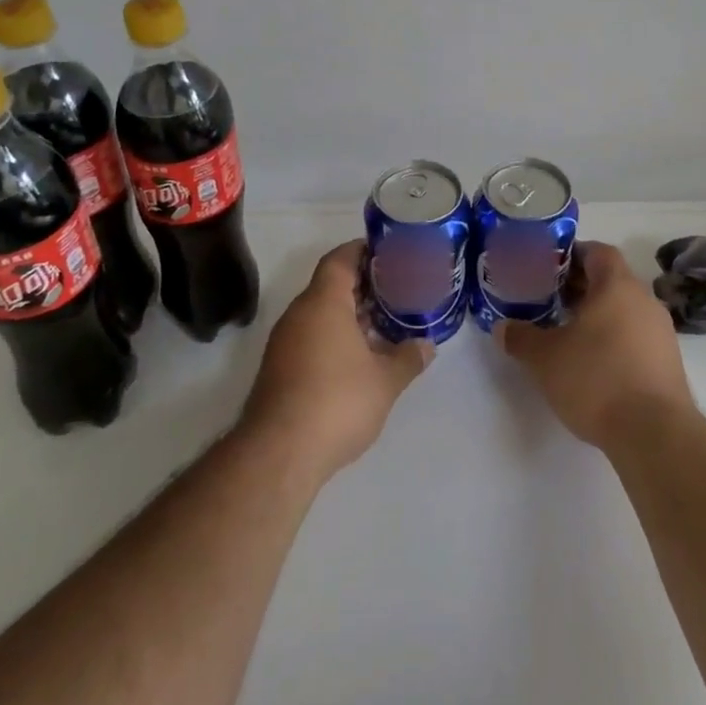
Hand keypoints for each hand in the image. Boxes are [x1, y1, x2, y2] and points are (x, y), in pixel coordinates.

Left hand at [240, 241, 430, 478]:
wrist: (278, 453)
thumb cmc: (336, 402)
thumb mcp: (384, 381)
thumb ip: (408, 358)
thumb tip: (427, 345)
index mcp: (323, 302)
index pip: (340, 259)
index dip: (363, 250)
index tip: (389, 253)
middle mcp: (299, 313)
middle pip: (330, 285)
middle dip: (363, 286)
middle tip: (396, 290)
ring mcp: (285, 342)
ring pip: (320, 313)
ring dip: (349, 315)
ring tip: (383, 324)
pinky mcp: (279, 368)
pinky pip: (310, 336)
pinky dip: (334, 337)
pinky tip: (358, 358)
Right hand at [496, 241, 693, 451]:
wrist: (655, 435)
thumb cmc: (596, 379)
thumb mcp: (545, 358)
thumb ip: (521, 338)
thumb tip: (502, 328)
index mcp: (617, 285)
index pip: (597, 252)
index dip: (572, 255)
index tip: (547, 269)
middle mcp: (644, 300)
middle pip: (610, 280)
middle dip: (580, 287)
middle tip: (549, 301)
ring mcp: (661, 332)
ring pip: (624, 309)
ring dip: (598, 315)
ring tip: (568, 334)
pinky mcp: (669, 362)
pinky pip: (636, 336)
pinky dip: (615, 340)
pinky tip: (594, 364)